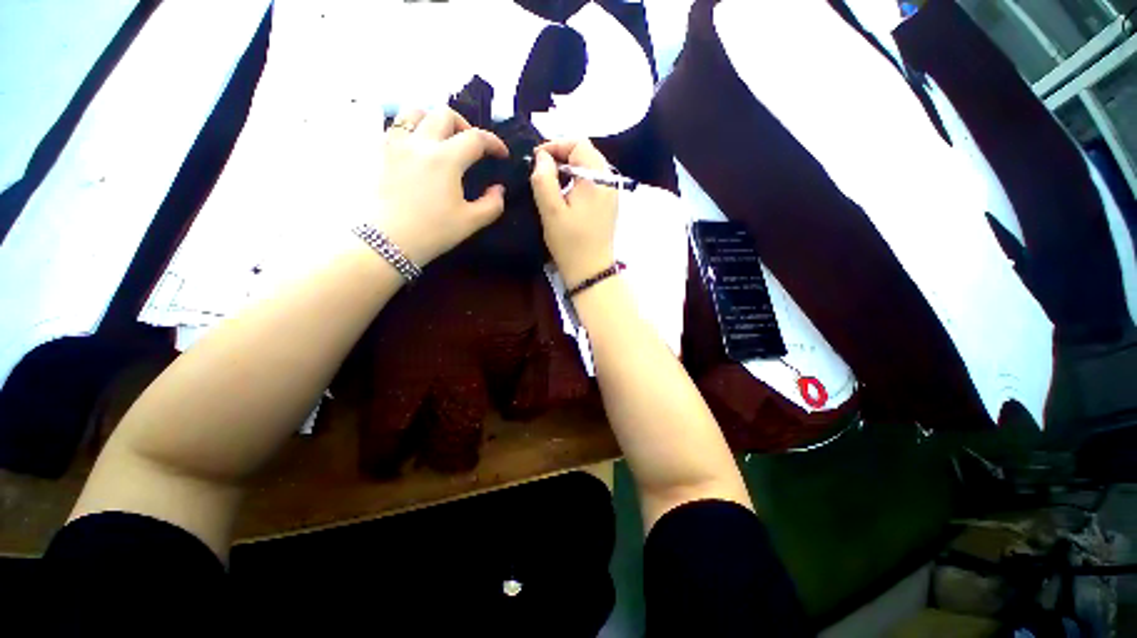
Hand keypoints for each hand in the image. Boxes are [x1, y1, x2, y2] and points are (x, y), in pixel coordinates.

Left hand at [372, 107, 509, 265]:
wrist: (385, 241)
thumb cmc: (431, 233)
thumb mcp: (470, 222)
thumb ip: (492, 204)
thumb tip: (498, 189)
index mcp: (446, 159)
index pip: (476, 138)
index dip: (494, 143)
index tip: (501, 155)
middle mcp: (420, 142)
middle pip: (445, 115)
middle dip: (465, 126)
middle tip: (472, 146)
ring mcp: (395, 143)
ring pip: (415, 111)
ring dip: (434, 120)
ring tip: (441, 139)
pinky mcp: (378, 151)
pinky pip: (395, 126)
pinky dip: (411, 129)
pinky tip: (417, 149)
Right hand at [529, 139, 618, 286]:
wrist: (591, 271)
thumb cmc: (570, 243)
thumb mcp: (551, 211)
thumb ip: (543, 179)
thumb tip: (542, 157)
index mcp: (596, 178)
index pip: (578, 143)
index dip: (556, 145)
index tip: (537, 159)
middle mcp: (609, 180)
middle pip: (586, 152)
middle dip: (562, 155)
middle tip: (541, 170)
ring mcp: (612, 193)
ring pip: (589, 167)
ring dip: (569, 168)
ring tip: (551, 181)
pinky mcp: (609, 204)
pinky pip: (594, 181)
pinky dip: (578, 180)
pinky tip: (566, 193)